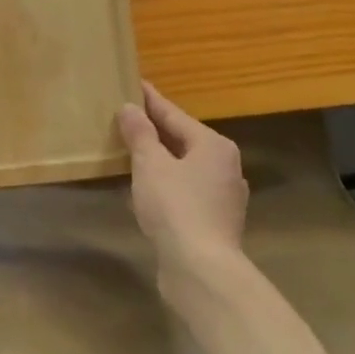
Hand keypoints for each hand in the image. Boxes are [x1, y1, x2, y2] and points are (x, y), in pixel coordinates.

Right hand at [117, 83, 246, 281]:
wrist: (202, 269)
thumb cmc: (176, 207)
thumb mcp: (150, 164)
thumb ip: (140, 134)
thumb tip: (130, 107)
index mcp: (213, 145)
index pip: (174, 115)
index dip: (151, 100)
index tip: (134, 84)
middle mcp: (226, 166)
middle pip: (183, 140)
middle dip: (156, 130)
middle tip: (129, 117)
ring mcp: (224, 196)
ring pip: (186, 166)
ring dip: (162, 158)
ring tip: (134, 150)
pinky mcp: (216, 222)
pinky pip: (187, 190)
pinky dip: (168, 182)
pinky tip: (149, 188)